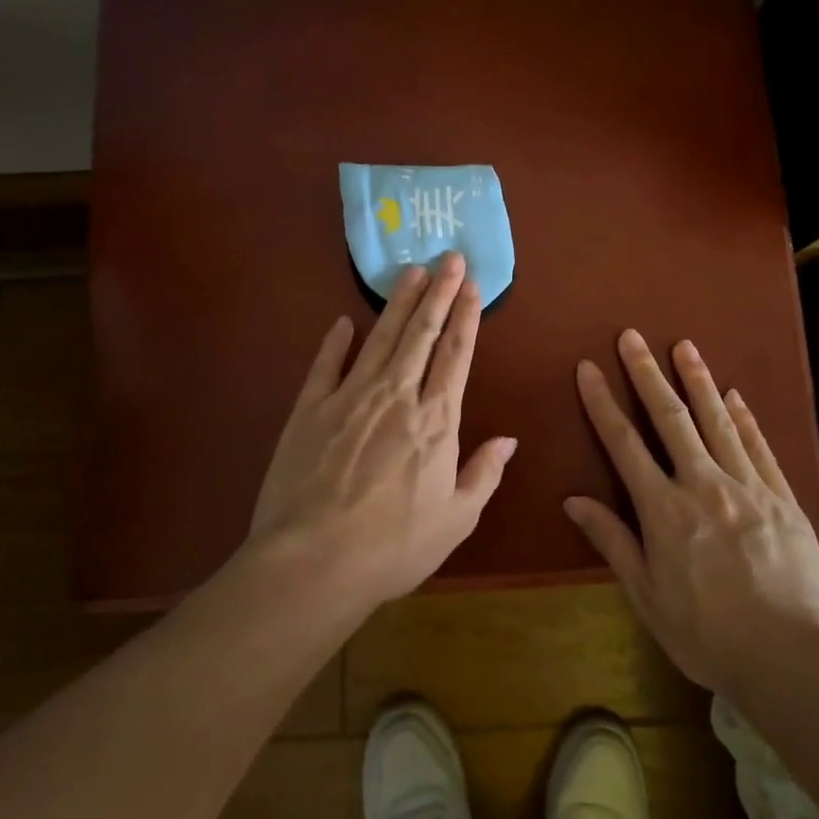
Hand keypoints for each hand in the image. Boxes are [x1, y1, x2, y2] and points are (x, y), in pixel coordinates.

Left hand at [248, 251, 516, 608]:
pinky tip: (343, 321)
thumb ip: (484, 474)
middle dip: (437, 292)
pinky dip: (335, 342)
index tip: (471, 285)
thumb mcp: (455, 520)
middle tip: (447, 256)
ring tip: (410, 271)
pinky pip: (326, 365)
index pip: (456, 355)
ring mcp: (350, 397)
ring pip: (381, 337)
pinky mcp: (309, 409)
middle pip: (422, 333)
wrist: (312, 562)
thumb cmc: (393, 547)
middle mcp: (396, 395)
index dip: (465, 316)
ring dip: (398, 302)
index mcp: (436, 420)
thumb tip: (509, 440)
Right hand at [567, 330, 818, 699]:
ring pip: (717, 421)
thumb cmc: (708, 635)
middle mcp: (703, 485)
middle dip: (647, 373)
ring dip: (698, 380)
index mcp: (664, 510)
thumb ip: (613, 542)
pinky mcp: (783, 498)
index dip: (603, 402)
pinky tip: (736, 395)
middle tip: (632, 337)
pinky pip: (759, 447)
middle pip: (670, 418)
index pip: (624, 443)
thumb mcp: (648, 596)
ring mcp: (748, 487)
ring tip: (684, 346)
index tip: (589, 369)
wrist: (792, 660)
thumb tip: (574, 500)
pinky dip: (745, 418)